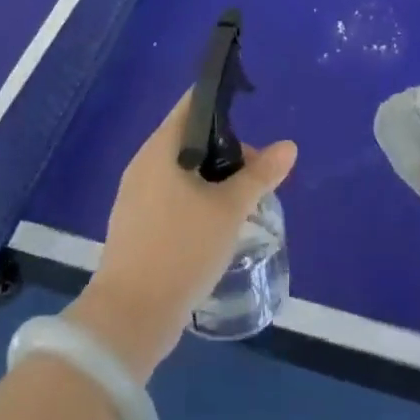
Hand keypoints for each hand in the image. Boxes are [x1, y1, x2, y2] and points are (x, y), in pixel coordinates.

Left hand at [71, 91, 297, 381]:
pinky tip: (215, 226)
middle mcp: (143, 163)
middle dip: (226, 151)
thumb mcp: (230, 210)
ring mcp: (135, 196)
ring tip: (241, 203)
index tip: (252, 112)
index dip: (223, 101)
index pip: (193, 104)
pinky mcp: (135, 226)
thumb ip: (260, 175)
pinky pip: (170, 196)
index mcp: (161, 147)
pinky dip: (195, 200)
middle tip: (256, 175)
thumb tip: (289, 146)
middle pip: (190, 139)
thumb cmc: (182, 249)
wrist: (130, 318)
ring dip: (212, 180)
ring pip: (181, 171)